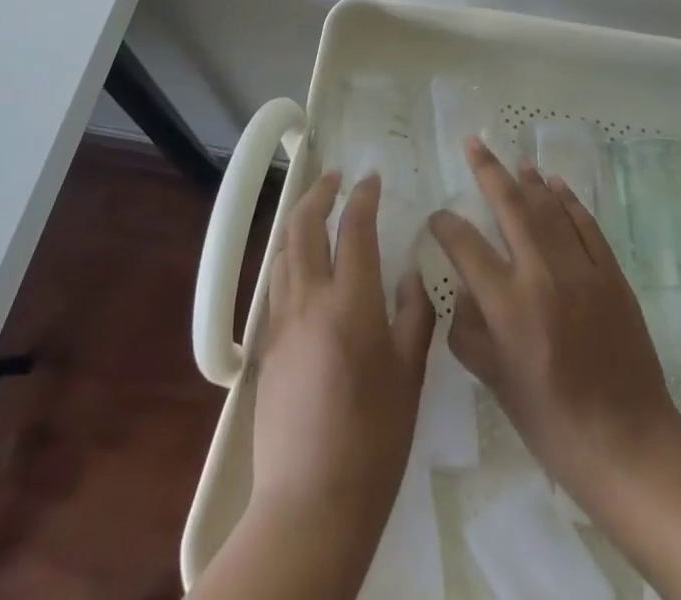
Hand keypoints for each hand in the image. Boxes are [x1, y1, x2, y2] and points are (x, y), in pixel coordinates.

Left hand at [250, 169, 435, 551]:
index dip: (363, 196)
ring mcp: (280, 321)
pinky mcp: (265, 346)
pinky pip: (275, 284)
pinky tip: (303, 269)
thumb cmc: (374, 439)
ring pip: (282, 251)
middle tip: (336, 179)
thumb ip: (415, 315)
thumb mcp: (410, 375)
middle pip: (303, 225)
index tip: (371, 178)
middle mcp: (309, 299)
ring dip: (298, 222)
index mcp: (351, 301)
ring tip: (317, 215)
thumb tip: (411, 274)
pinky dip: (288, 258)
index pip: (354, 228)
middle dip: (319, 193)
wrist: (310, 502)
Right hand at [428, 139, 680, 599]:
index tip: (437, 218)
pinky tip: (557, 185)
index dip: (446, 225)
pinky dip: (569, 200)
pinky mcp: (612, 274)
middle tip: (472, 143)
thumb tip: (461, 290)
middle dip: (487, 170)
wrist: (628, 444)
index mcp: (508, 305)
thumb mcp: (496, 383)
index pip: (466, 245)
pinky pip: (586, 224)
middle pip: (510, 205)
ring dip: (529, 180)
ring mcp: (582, 269)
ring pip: (550, 207)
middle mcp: (543, 274)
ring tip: (514, 159)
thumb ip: (469, 330)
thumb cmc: (552, 422)